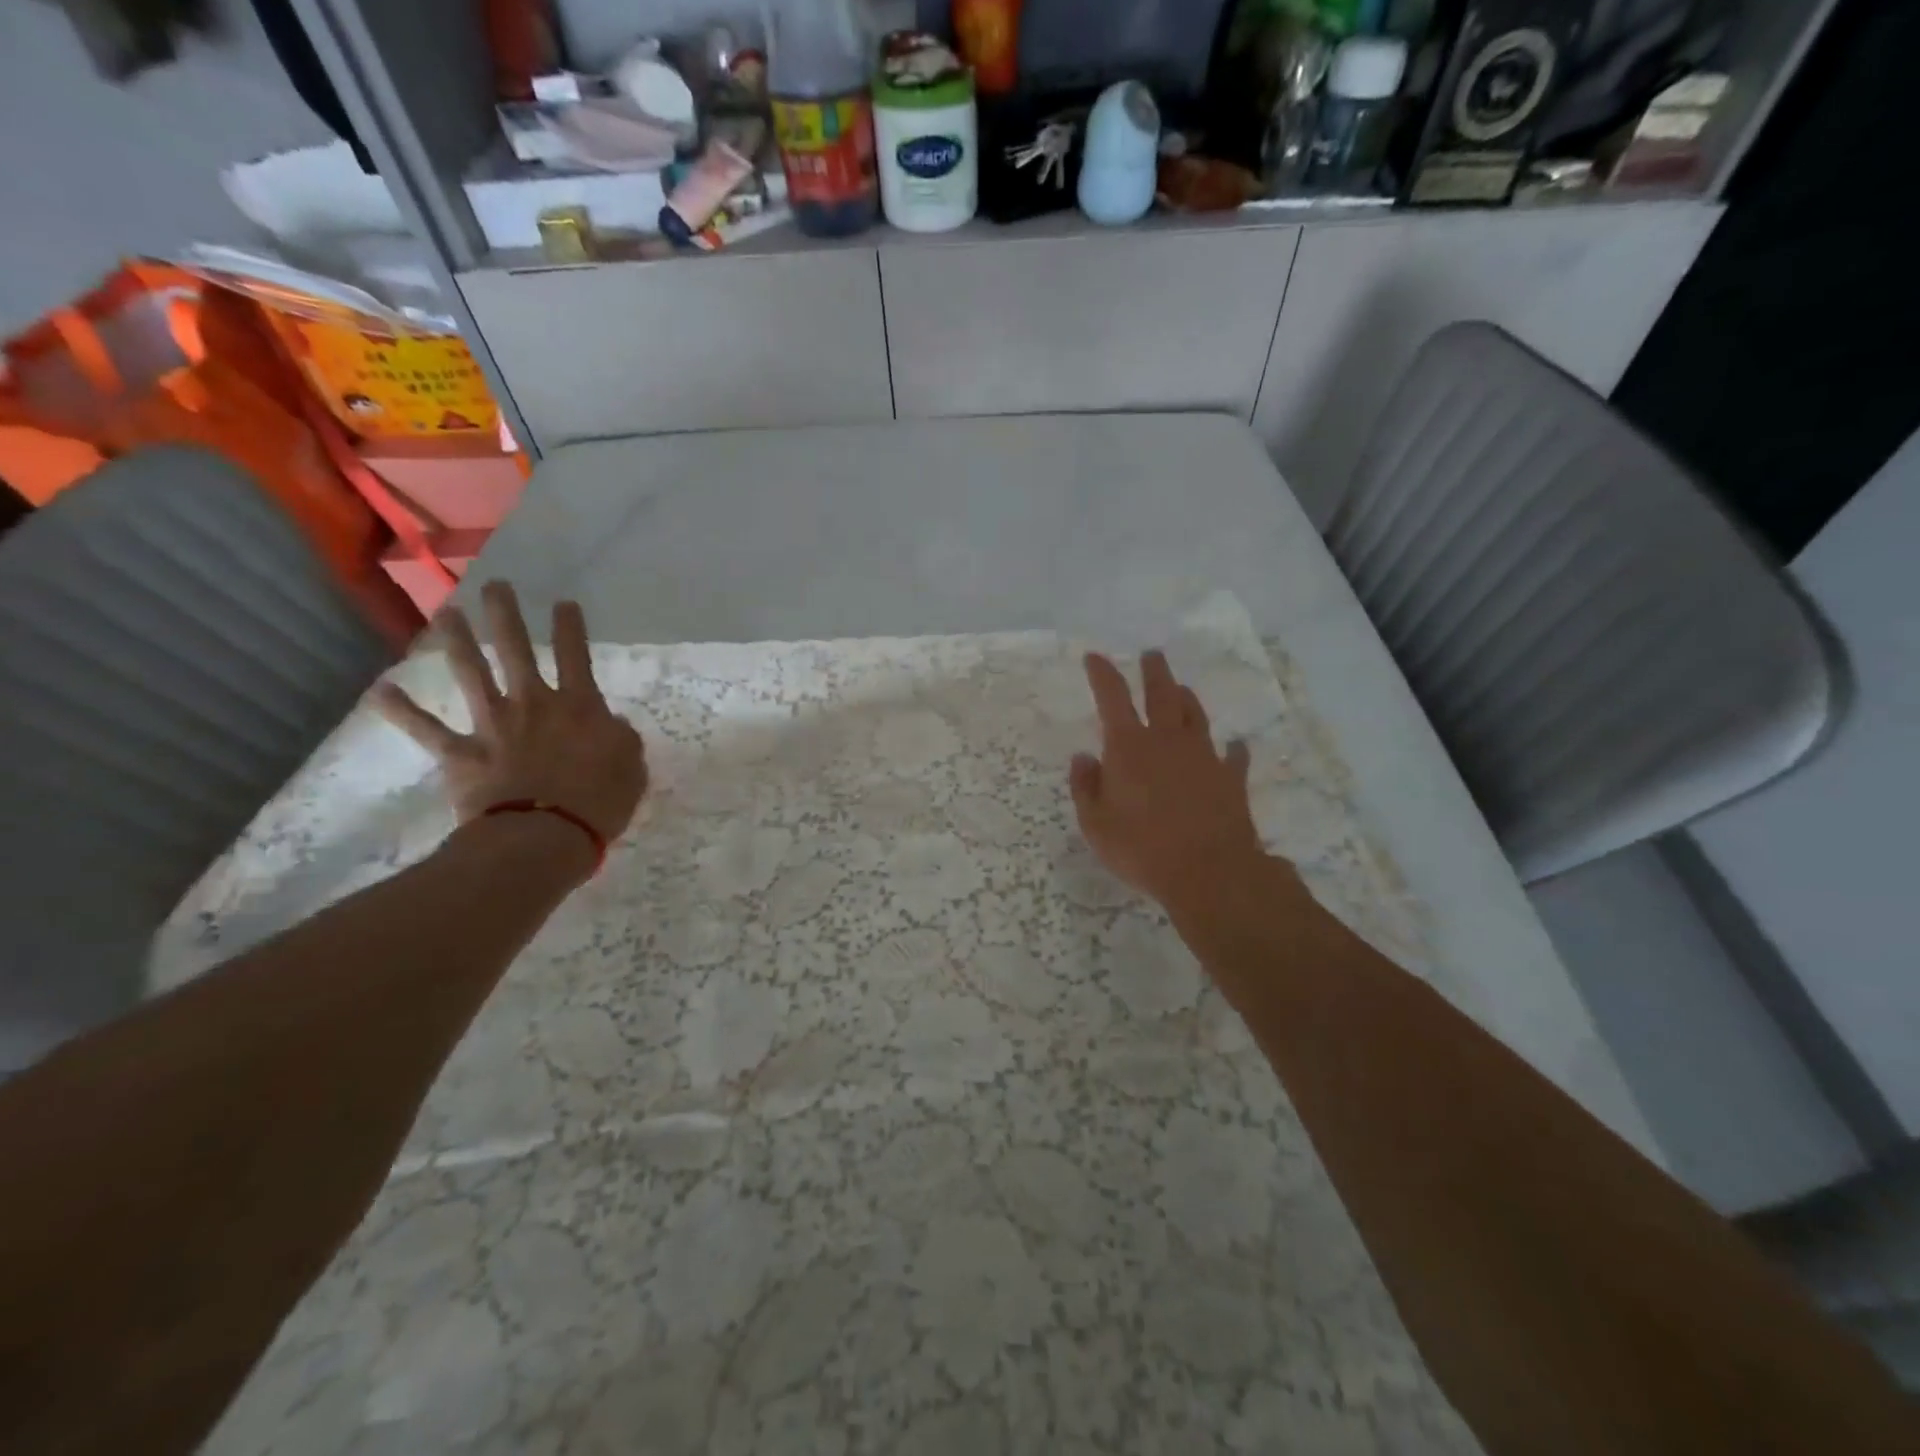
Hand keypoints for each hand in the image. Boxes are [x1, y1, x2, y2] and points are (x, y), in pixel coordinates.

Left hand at [372, 582, 647, 844]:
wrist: (543, 836)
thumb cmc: (599, 802)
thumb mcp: (632, 767)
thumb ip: (621, 738)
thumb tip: (610, 724)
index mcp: (580, 707)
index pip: (577, 656)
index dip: (571, 628)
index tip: (564, 603)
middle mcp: (533, 704)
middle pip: (517, 651)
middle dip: (506, 616)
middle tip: (495, 586)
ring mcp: (494, 726)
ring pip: (472, 674)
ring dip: (458, 642)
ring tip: (447, 613)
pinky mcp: (462, 754)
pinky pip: (427, 730)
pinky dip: (401, 710)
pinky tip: (380, 690)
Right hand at [1069, 650, 1267, 915]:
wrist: (1209, 872)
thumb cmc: (1141, 848)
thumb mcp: (1095, 824)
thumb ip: (1086, 787)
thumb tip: (1084, 758)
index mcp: (1129, 748)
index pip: (1113, 699)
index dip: (1102, 674)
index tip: (1095, 657)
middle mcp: (1167, 741)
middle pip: (1162, 695)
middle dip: (1154, 672)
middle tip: (1152, 655)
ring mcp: (1203, 757)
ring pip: (1196, 716)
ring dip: (1187, 699)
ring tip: (1182, 689)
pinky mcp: (1231, 779)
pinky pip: (1233, 756)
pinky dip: (1231, 749)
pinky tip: (1233, 746)